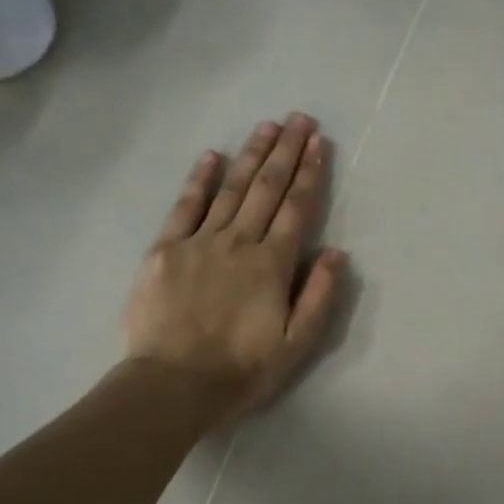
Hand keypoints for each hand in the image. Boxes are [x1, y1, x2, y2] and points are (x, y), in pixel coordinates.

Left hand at [124, 114, 347, 424]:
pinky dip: (200, 179)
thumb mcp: (296, 345)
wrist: (172, 384)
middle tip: (298, 118)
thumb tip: (336, 253)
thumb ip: (319, 296)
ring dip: (250, 155)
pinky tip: (211, 156)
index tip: (318, 143)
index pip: (296, 209)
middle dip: (284, 151)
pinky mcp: (166, 250)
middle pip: (266, 188)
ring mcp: (199, 242)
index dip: (309, 173)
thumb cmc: (241, 370)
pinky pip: (185, 206)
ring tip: (266, 126)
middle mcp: (239, 243)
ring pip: (230, 189)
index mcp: (272, 264)